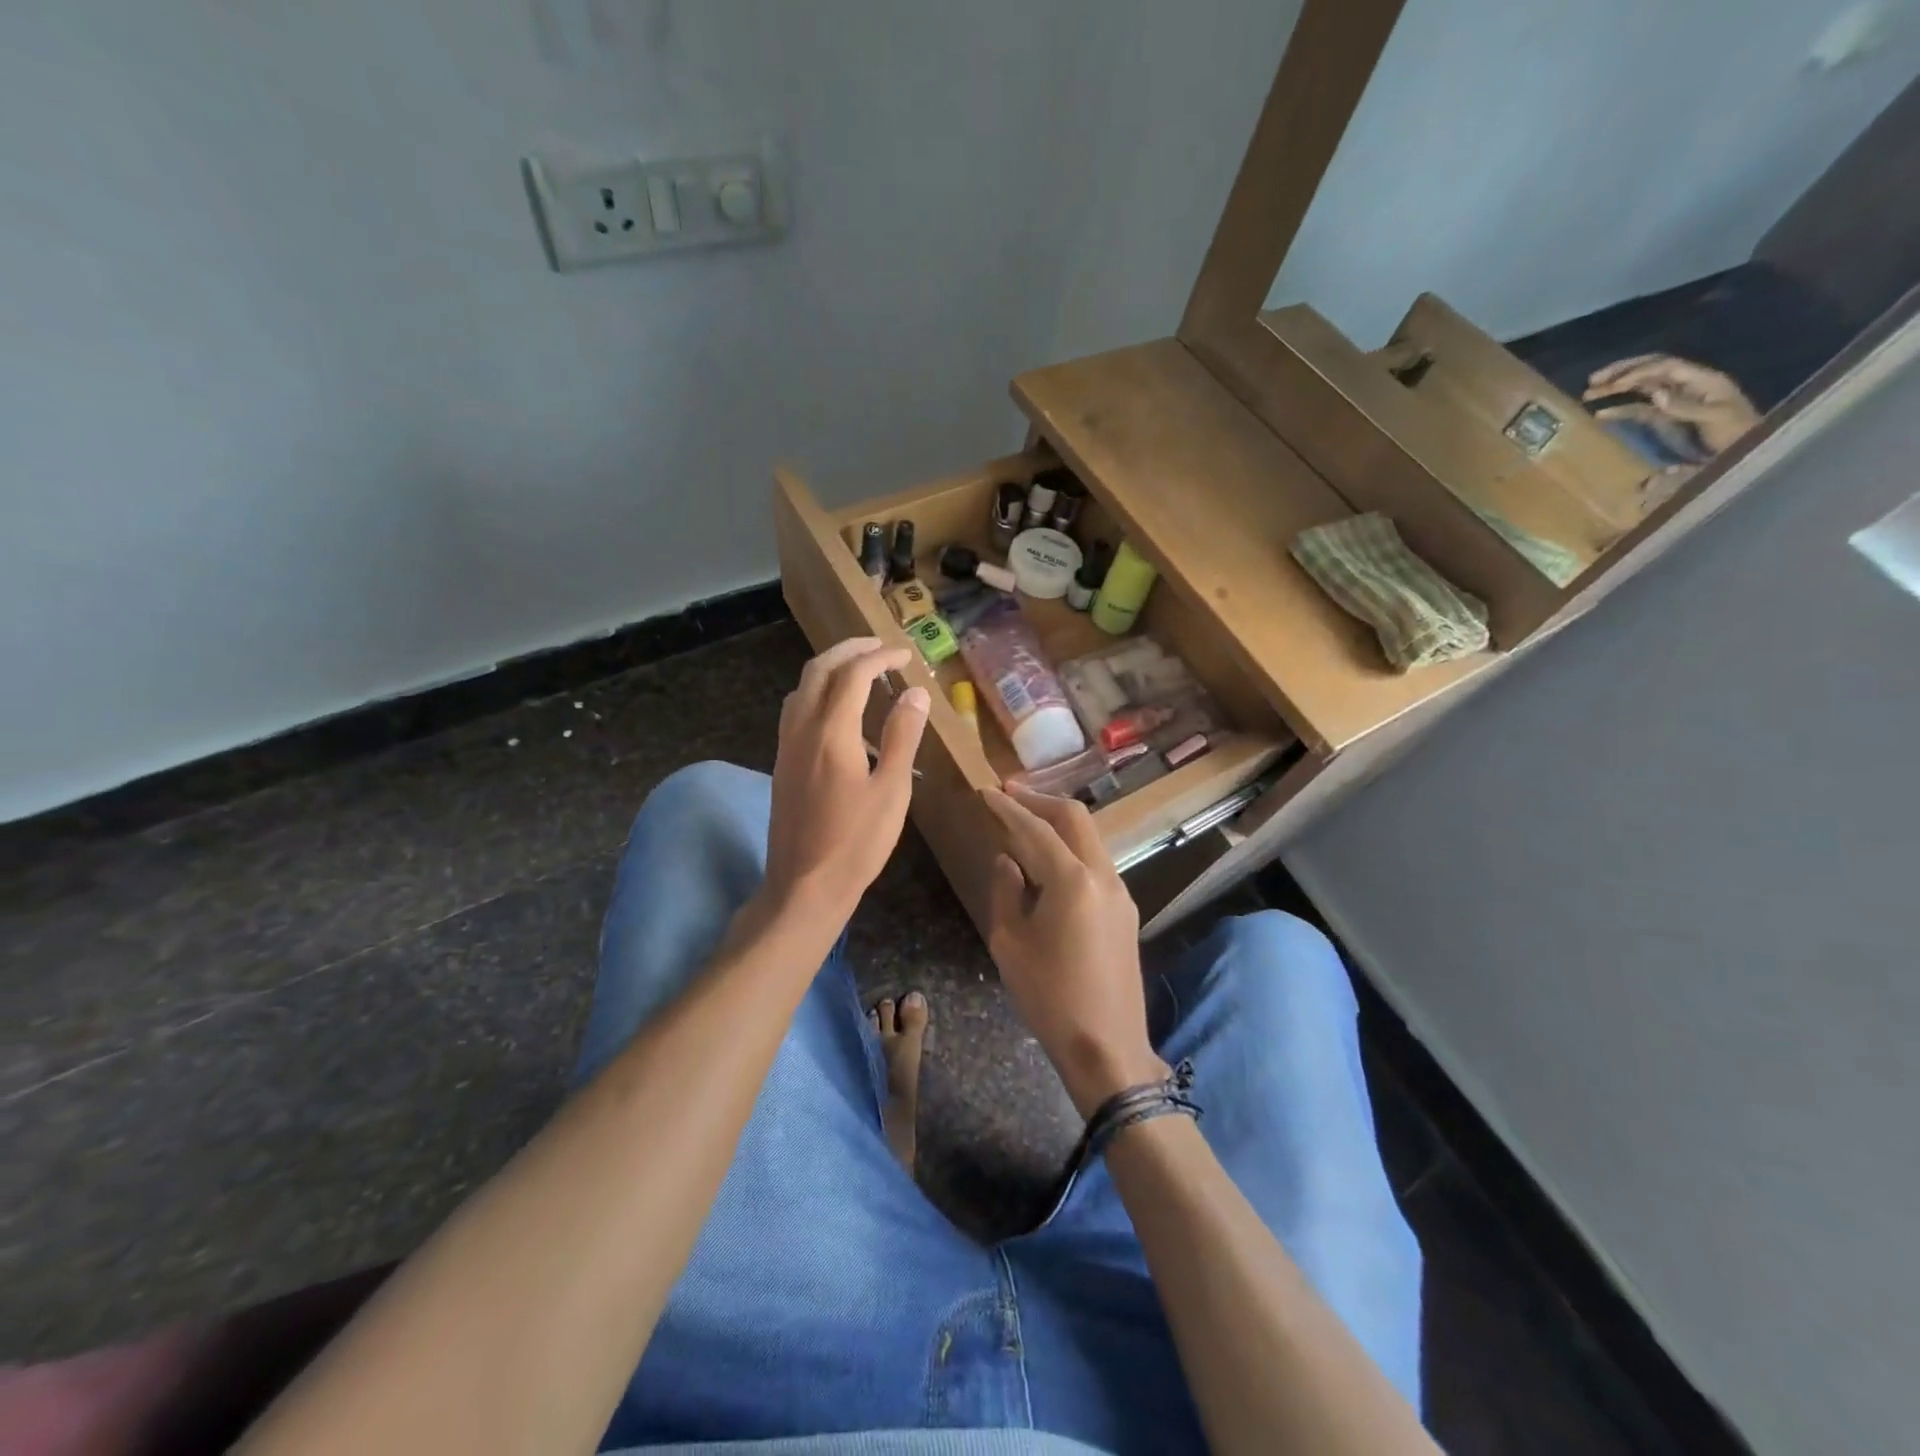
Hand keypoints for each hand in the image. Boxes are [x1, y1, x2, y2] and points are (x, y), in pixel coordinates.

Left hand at [764, 638, 928, 921]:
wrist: (804, 886)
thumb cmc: (856, 843)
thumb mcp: (891, 791)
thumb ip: (901, 736)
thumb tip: (915, 692)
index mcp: (831, 733)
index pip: (854, 675)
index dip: (880, 657)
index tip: (905, 655)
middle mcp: (802, 730)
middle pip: (819, 670)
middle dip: (848, 650)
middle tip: (879, 647)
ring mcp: (786, 746)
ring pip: (802, 688)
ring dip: (829, 669)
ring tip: (859, 671)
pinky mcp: (781, 763)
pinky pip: (795, 710)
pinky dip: (817, 693)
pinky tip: (837, 712)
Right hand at [983, 785, 1167, 1117]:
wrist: (1107, 1047)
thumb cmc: (1049, 997)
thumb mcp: (1009, 943)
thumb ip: (1005, 891)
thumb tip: (1007, 860)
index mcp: (1073, 880)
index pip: (1036, 829)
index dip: (1008, 807)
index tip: (985, 791)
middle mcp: (1104, 875)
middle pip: (1074, 818)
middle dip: (1040, 801)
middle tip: (1008, 795)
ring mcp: (1121, 892)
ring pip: (1090, 838)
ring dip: (1058, 824)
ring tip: (1024, 824)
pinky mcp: (1125, 910)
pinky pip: (1096, 862)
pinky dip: (1070, 849)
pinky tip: (1048, 862)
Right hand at [1585, 354, 1761, 453]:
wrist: (1747, 451)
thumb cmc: (1736, 433)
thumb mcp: (1714, 418)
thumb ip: (1685, 407)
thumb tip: (1655, 394)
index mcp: (1701, 380)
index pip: (1665, 367)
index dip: (1638, 371)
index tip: (1611, 383)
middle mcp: (1687, 385)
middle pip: (1652, 371)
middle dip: (1622, 373)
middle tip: (1593, 380)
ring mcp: (1676, 401)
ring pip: (1642, 388)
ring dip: (1616, 389)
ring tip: (1589, 394)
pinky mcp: (1666, 418)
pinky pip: (1640, 409)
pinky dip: (1620, 410)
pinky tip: (1601, 415)